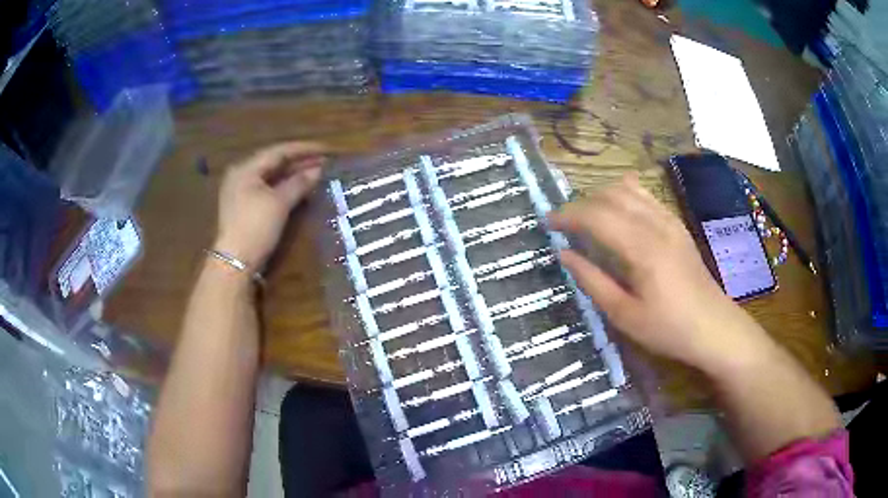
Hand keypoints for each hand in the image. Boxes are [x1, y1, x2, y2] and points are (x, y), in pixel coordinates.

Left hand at [214, 142, 325, 270]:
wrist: (236, 261)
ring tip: (317, 173)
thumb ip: (299, 183)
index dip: (304, 149)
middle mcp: (242, 176)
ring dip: (294, 175)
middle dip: (300, 162)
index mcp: (246, 169)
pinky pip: (268, 190)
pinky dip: (285, 188)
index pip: (279, 151)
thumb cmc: (256, 226)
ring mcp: (242, 193)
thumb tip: (318, 170)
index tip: (326, 149)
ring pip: (272, 177)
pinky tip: (300, 189)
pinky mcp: (246, 208)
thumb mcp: (279, 203)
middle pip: (274, 163)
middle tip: (325, 162)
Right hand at [549, 174, 772, 373]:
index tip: (547, 223)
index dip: (567, 215)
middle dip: (581, 203)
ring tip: (587, 217)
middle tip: (564, 224)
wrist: (714, 327)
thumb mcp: (624, 315)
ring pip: (628, 189)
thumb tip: (565, 255)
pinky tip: (618, 211)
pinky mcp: (677, 225)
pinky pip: (646, 196)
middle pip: (610, 195)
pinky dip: (624, 195)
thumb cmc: (668, 329)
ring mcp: (669, 221)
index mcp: (641, 248)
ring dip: (601, 196)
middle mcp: (655, 224)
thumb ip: (592, 281)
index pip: (596, 216)